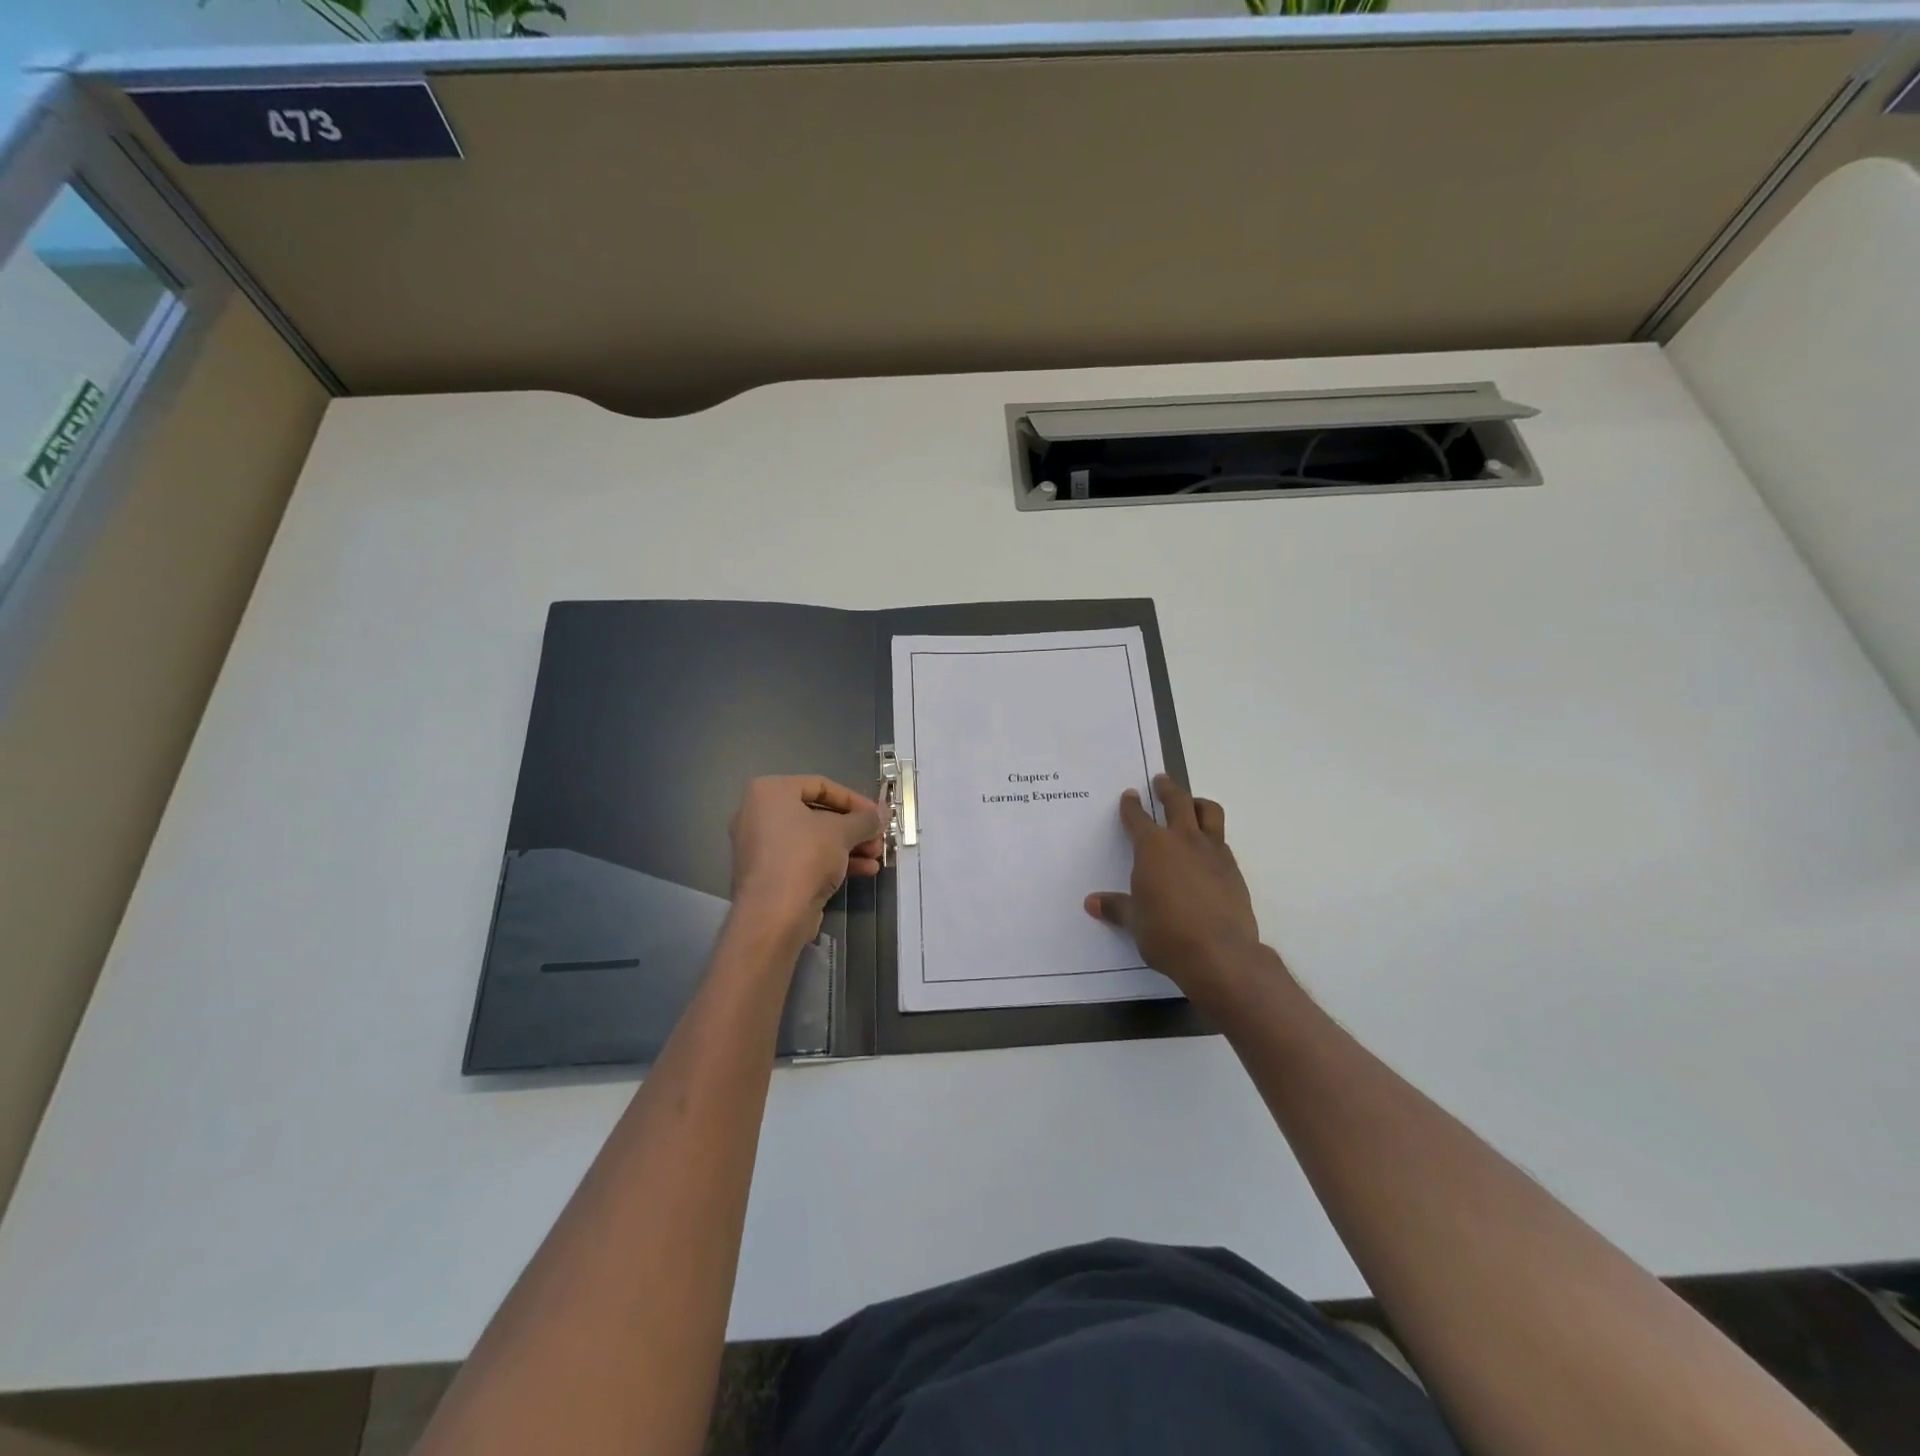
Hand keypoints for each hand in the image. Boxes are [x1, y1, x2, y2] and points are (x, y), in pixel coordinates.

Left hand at [729, 775, 884, 940]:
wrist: (774, 914)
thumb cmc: (805, 856)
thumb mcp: (842, 832)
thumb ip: (865, 819)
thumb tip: (882, 814)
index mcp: (770, 791)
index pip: (820, 785)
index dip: (854, 799)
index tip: (876, 814)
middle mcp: (759, 814)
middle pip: (817, 814)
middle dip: (853, 827)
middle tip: (878, 837)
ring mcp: (761, 846)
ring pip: (813, 839)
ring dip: (848, 846)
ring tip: (876, 856)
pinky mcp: (768, 874)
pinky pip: (804, 858)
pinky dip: (832, 861)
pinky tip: (864, 871)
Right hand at [1085, 774, 1273, 1007]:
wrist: (1220, 954)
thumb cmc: (1166, 934)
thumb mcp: (1135, 921)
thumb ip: (1116, 907)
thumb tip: (1092, 903)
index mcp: (1153, 848)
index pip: (1138, 818)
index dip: (1131, 806)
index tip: (1129, 795)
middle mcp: (1184, 840)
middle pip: (1178, 802)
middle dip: (1167, 789)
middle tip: (1161, 781)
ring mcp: (1213, 852)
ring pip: (1209, 812)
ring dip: (1198, 803)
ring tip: (1192, 804)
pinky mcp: (1234, 870)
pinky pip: (1222, 841)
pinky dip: (1212, 836)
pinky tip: (1207, 850)